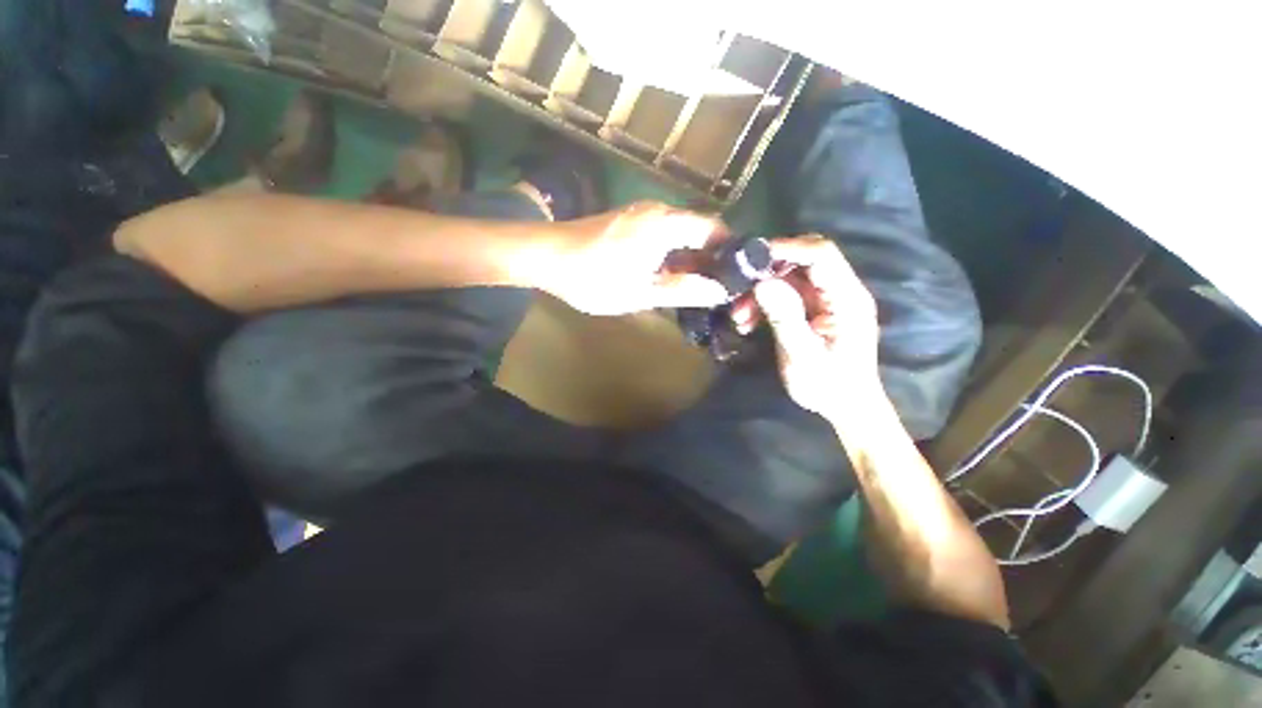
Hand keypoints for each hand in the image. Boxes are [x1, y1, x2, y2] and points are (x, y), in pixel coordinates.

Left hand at [538, 202, 729, 315]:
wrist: (546, 256)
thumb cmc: (594, 278)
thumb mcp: (642, 292)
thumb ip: (683, 290)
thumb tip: (720, 291)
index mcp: (666, 223)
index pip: (714, 228)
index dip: (730, 250)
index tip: (736, 275)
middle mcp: (658, 210)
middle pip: (698, 229)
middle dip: (711, 258)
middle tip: (717, 287)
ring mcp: (641, 213)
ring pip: (679, 233)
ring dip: (690, 258)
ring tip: (696, 287)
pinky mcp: (629, 220)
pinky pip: (661, 234)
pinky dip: (671, 253)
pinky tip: (668, 275)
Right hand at [734, 236, 879, 417]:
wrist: (844, 406)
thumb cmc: (829, 386)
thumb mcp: (802, 355)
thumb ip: (785, 318)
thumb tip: (762, 283)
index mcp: (847, 298)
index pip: (821, 254)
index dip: (786, 248)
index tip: (749, 259)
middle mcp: (838, 291)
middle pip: (801, 261)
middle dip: (766, 272)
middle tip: (738, 288)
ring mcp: (824, 300)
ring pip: (787, 279)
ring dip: (759, 292)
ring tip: (738, 317)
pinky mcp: (811, 310)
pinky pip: (783, 295)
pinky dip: (762, 304)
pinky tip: (746, 323)